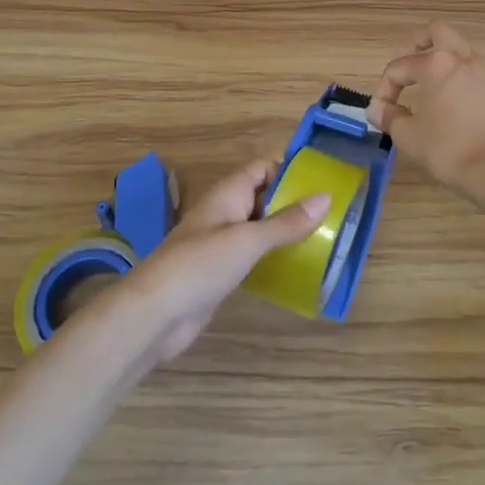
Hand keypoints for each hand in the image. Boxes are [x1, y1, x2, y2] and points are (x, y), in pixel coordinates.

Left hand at [118, 159, 330, 361]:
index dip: (288, 172)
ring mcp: (219, 245)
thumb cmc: (201, 265)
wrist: (154, 315)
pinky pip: (251, 257)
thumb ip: (286, 222)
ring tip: (321, 242)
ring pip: (258, 229)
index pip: (261, 169)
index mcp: (227, 194)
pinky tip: (294, 270)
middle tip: (330, 217)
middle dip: (292, 204)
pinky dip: (271, 259)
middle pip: (262, 198)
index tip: (321, 185)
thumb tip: (325, 196)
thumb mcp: (248, 240)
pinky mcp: (219, 273)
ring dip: (283, 233)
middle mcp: (224, 213)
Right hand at [368, 22, 484, 198]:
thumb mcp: (408, 136)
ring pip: (465, 58)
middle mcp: (464, 63)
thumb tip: (377, 109)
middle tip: (411, 60)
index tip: (381, 113)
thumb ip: (389, 117)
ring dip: (448, 68)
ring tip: (436, 93)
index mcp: (436, 66)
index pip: (399, 66)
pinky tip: (464, 118)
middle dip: (421, 41)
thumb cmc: (446, 149)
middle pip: (440, 32)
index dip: (384, 88)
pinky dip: (469, 94)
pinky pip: (483, 87)